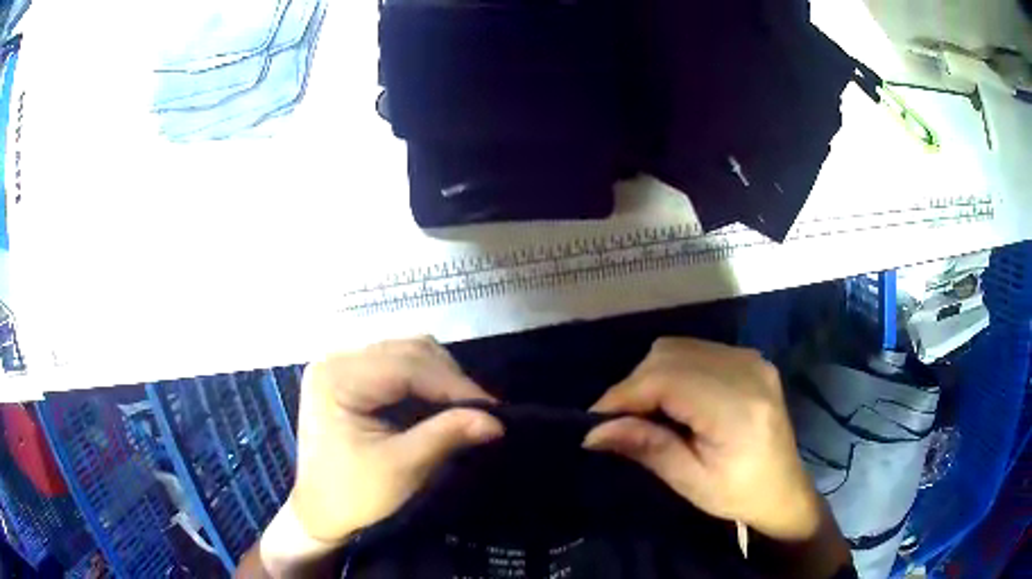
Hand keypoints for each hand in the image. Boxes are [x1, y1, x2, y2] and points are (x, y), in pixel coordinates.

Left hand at [290, 338, 503, 545]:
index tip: (493, 408)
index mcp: (337, 377)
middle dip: (449, 379)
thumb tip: (496, 421)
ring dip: (440, 378)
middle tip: (482, 411)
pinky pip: (397, 367)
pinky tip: (441, 404)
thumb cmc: (353, 494)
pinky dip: (425, 383)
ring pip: (406, 354)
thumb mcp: (401, 468)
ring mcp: (342, 366)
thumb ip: (446, 436)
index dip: (453, 384)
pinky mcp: (351, 377)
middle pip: (407, 351)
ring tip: (465, 408)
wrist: (320, 511)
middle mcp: (337, 359)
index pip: (406, 366)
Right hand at [583, 337, 822, 542]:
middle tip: (618, 420)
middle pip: (670, 355)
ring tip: (644, 410)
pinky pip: (697, 349)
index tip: (595, 420)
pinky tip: (672, 398)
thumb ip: (647, 448)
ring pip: (680, 346)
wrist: (783, 488)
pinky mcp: (751, 358)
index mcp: (737, 409)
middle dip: (634, 384)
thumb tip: (593, 432)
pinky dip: (673, 368)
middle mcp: (747, 371)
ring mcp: (752, 359)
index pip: (667, 379)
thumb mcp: (690, 482)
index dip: (624, 394)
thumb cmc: (738, 494)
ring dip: (651, 374)